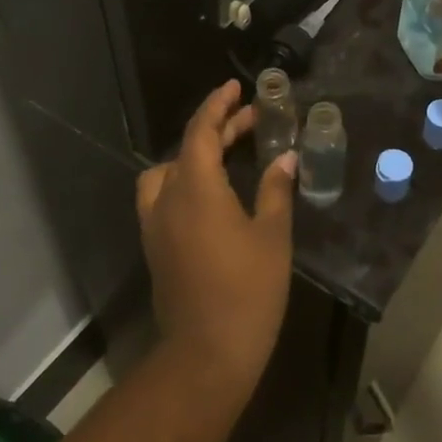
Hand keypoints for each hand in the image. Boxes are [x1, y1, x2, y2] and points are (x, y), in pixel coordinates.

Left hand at [135, 81, 295, 401]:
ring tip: (225, 155)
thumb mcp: (271, 235)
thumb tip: (285, 158)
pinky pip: (163, 196)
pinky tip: (212, 193)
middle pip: (187, 149)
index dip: (218, 105)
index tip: (235, 87)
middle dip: (217, 128)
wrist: (207, 353)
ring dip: (193, 155)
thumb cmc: (247, 290)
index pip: (201, 132)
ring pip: (166, 172)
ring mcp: (156, 225)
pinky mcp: (156, 246)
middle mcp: (168, 199)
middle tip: (251, 120)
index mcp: (196, 189)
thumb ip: (275, 189)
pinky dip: (184, 179)